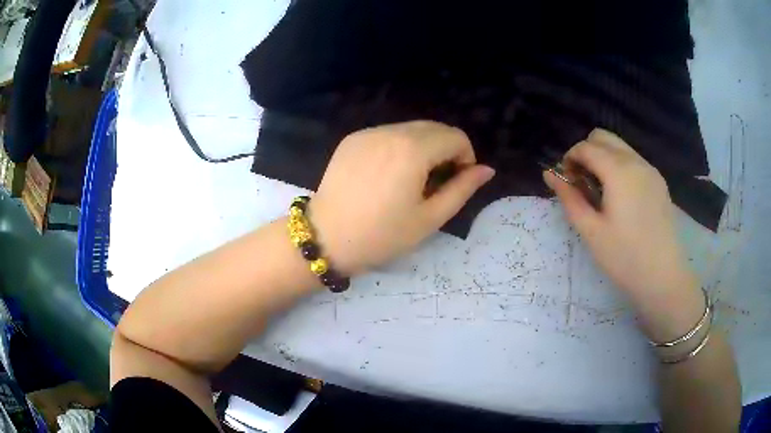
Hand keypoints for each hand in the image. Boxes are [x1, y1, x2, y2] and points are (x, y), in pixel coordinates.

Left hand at [310, 121, 494, 274]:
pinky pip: (387, 134)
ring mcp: (368, 133)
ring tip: (411, 180)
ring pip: (411, 129)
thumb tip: (487, 170)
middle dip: (446, 150)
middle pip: (434, 128)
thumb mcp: (430, 218)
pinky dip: (399, 147)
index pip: (456, 136)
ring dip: (423, 147)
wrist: (326, 238)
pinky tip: (387, 174)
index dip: (465, 157)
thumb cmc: (382, 235)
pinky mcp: (352, 139)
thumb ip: (462, 189)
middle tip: (435, 183)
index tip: (455, 182)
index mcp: (413, 149)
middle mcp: (391, 131)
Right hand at [545, 129, 703, 339]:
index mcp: (618, 171)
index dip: (570, 158)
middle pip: (603, 137)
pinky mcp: (658, 182)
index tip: (566, 181)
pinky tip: (620, 197)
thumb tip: (549, 174)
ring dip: (603, 158)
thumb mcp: (591, 231)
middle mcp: (636, 161)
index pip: (586, 147)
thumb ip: (569, 198)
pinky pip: (633, 161)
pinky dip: (620, 166)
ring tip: (600, 191)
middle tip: (582, 182)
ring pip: (620, 147)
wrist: (663, 277)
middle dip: (586, 152)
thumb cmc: (624, 257)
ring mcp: (650, 170)